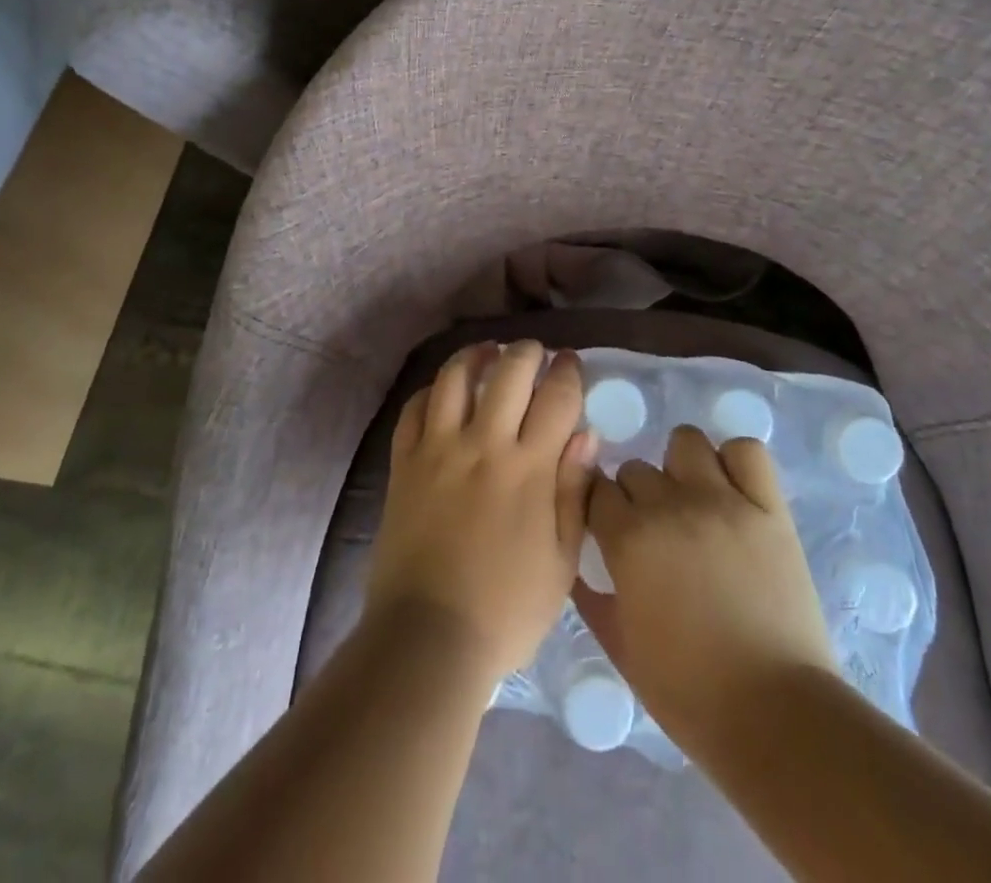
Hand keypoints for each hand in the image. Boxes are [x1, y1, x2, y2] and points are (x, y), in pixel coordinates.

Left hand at [367, 342, 597, 682]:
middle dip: (527, 352)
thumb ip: (574, 491)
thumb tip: (587, 434)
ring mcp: (437, 450)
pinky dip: (431, 391)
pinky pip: (413, 409)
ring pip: (454, 378)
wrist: (428, 638)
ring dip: (476, 356)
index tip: (571, 363)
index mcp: (528, 469)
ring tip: (488, 352)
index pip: (556, 398)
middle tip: (535, 353)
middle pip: (508, 372)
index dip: (568, 371)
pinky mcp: (403, 464)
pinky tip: (442, 392)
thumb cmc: (506, 609)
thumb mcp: (561, 561)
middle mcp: (483, 445)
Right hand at [576, 426, 835, 746]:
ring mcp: (724, 501)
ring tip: (693, 502)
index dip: (599, 510)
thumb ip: (591, 597)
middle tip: (655, 532)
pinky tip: (733, 491)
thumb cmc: (689, 693)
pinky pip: (747, 451)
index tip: (608, 530)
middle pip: (635, 468)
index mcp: (629, 539)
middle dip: (636, 496)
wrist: (777, 717)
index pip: (595, 489)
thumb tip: (578, 566)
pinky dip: (735, 462)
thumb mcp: (621, 648)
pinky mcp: (769, 508)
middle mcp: (671, 506)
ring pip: (685, 442)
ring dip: (680, 467)